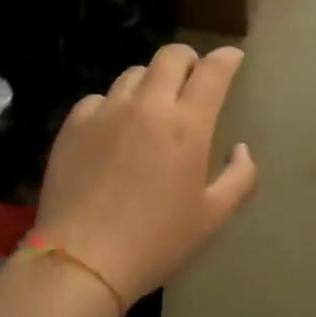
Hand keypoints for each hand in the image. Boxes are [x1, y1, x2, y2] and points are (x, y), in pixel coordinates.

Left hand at [36, 44, 257, 307]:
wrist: (83, 260)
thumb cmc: (158, 241)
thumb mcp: (214, 217)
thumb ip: (240, 177)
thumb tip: (241, 149)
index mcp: (187, 125)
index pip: (212, 71)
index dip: (227, 59)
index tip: (233, 58)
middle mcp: (147, 105)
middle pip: (170, 56)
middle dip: (189, 60)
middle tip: (193, 77)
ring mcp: (106, 111)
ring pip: (134, 74)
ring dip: (152, 81)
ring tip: (153, 105)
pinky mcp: (74, 125)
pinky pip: (100, 98)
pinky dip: (115, 105)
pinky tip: (115, 128)